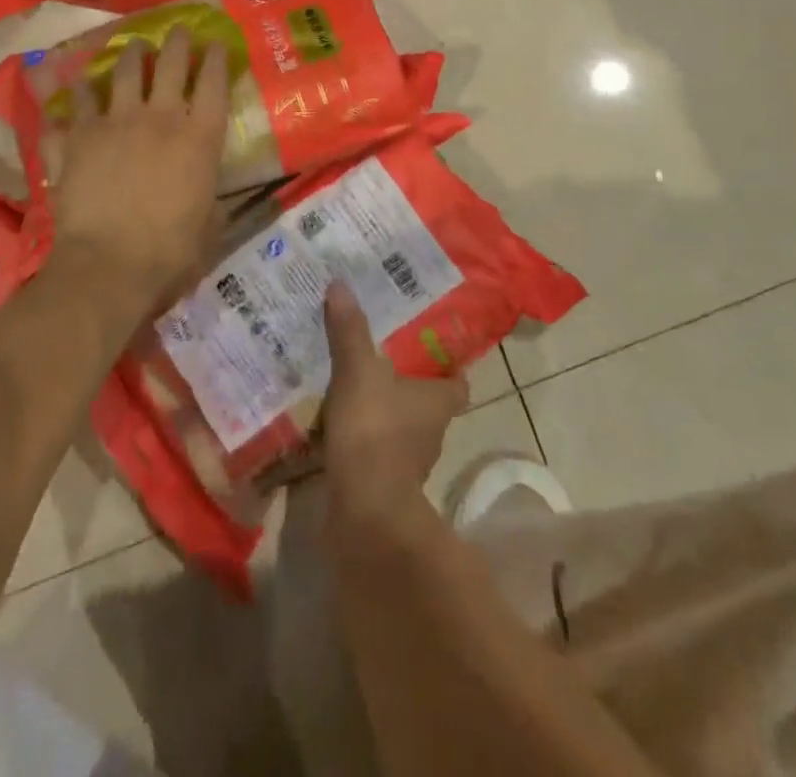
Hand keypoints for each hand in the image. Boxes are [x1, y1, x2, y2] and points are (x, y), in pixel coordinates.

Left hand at [43, 27, 229, 316]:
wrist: (109, 266)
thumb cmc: (171, 252)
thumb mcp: (209, 227)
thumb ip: (211, 202)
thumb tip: (212, 198)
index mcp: (199, 138)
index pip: (213, 82)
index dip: (216, 58)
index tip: (215, 43)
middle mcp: (159, 118)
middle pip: (170, 64)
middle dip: (176, 41)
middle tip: (177, 30)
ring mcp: (114, 123)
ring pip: (123, 72)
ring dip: (130, 55)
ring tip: (134, 47)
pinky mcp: (78, 138)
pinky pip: (73, 106)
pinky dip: (73, 94)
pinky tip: (72, 85)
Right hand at [322, 285, 467, 533]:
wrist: (364, 511)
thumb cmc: (374, 431)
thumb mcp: (358, 370)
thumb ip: (350, 330)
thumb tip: (341, 284)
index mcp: (436, 402)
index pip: (458, 384)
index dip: (450, 370)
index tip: (433, 352)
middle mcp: (430, 432)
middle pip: (427, 405)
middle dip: (408, 386)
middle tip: (381, 358)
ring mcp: (408, 463)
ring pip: (400, 429)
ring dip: (383, 413)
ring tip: (353, 387)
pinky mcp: (382, 484)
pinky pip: (374, 452)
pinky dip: (362, 440)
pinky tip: (337, 424)